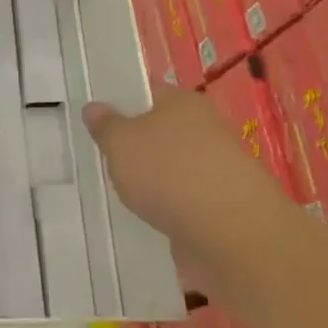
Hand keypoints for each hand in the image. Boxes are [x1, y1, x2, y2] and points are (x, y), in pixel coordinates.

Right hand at [83, 83, 269, 234]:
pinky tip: (147, 219)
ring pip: (172, 167)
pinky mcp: (222, 207)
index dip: (121, 101)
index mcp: (183, 102)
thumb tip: (95, 108)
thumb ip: (105, 125)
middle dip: (135, 145)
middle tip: (100, 157)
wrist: (233, 235)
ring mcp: (218, 169)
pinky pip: (184, 201)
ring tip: (119, 193)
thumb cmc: (169, 172)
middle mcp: (206, 129)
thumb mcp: (120, 142)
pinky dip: (168, 208)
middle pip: (161, 131)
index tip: (96, 118)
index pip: (148, 91)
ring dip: (152, 180)